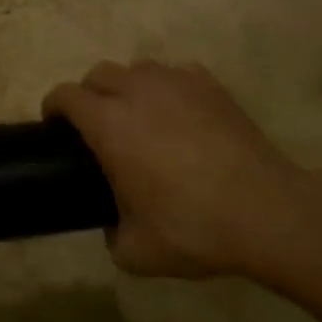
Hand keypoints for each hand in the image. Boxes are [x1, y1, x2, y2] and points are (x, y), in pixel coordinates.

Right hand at [44, 60, 321, 279]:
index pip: (66, 96)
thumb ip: (111, 235)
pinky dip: (168, 89)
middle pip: (99, 74)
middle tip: (97, 127)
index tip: (55, 127)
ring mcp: (177, 83)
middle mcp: (137, 92)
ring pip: (138, 69)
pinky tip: (180, 114)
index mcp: (109, 124)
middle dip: (89, 94)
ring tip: (140, 117)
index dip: (54, 108)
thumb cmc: (193, 228)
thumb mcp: (136, 252)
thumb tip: (113, 228)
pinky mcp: (212, 87)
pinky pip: (177, 74)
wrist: (267, 213)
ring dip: (128, 87)